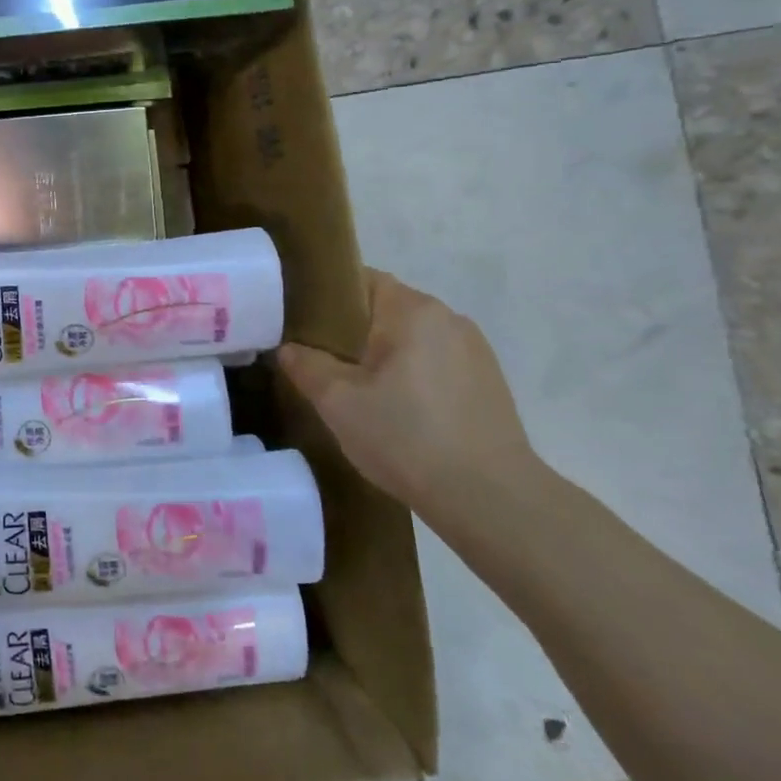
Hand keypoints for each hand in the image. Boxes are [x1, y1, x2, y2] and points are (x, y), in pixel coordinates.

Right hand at [276, 269, 539, 526]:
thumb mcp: (338, 402)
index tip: (302, 323)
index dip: (327, 297)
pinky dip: (412, 377)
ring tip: (359, 392)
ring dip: (385, 357)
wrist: (491, 500)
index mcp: (413, 310)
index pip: (361, 280)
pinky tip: (399, 413)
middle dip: (353, 331)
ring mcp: (475, 352)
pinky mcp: (490, 384)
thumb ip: (306, 365)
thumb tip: (289, 349)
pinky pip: (436, 364)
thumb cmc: (407, 437)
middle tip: (321, 362)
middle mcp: (449, 319)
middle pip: (387, 310)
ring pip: (413, 340)